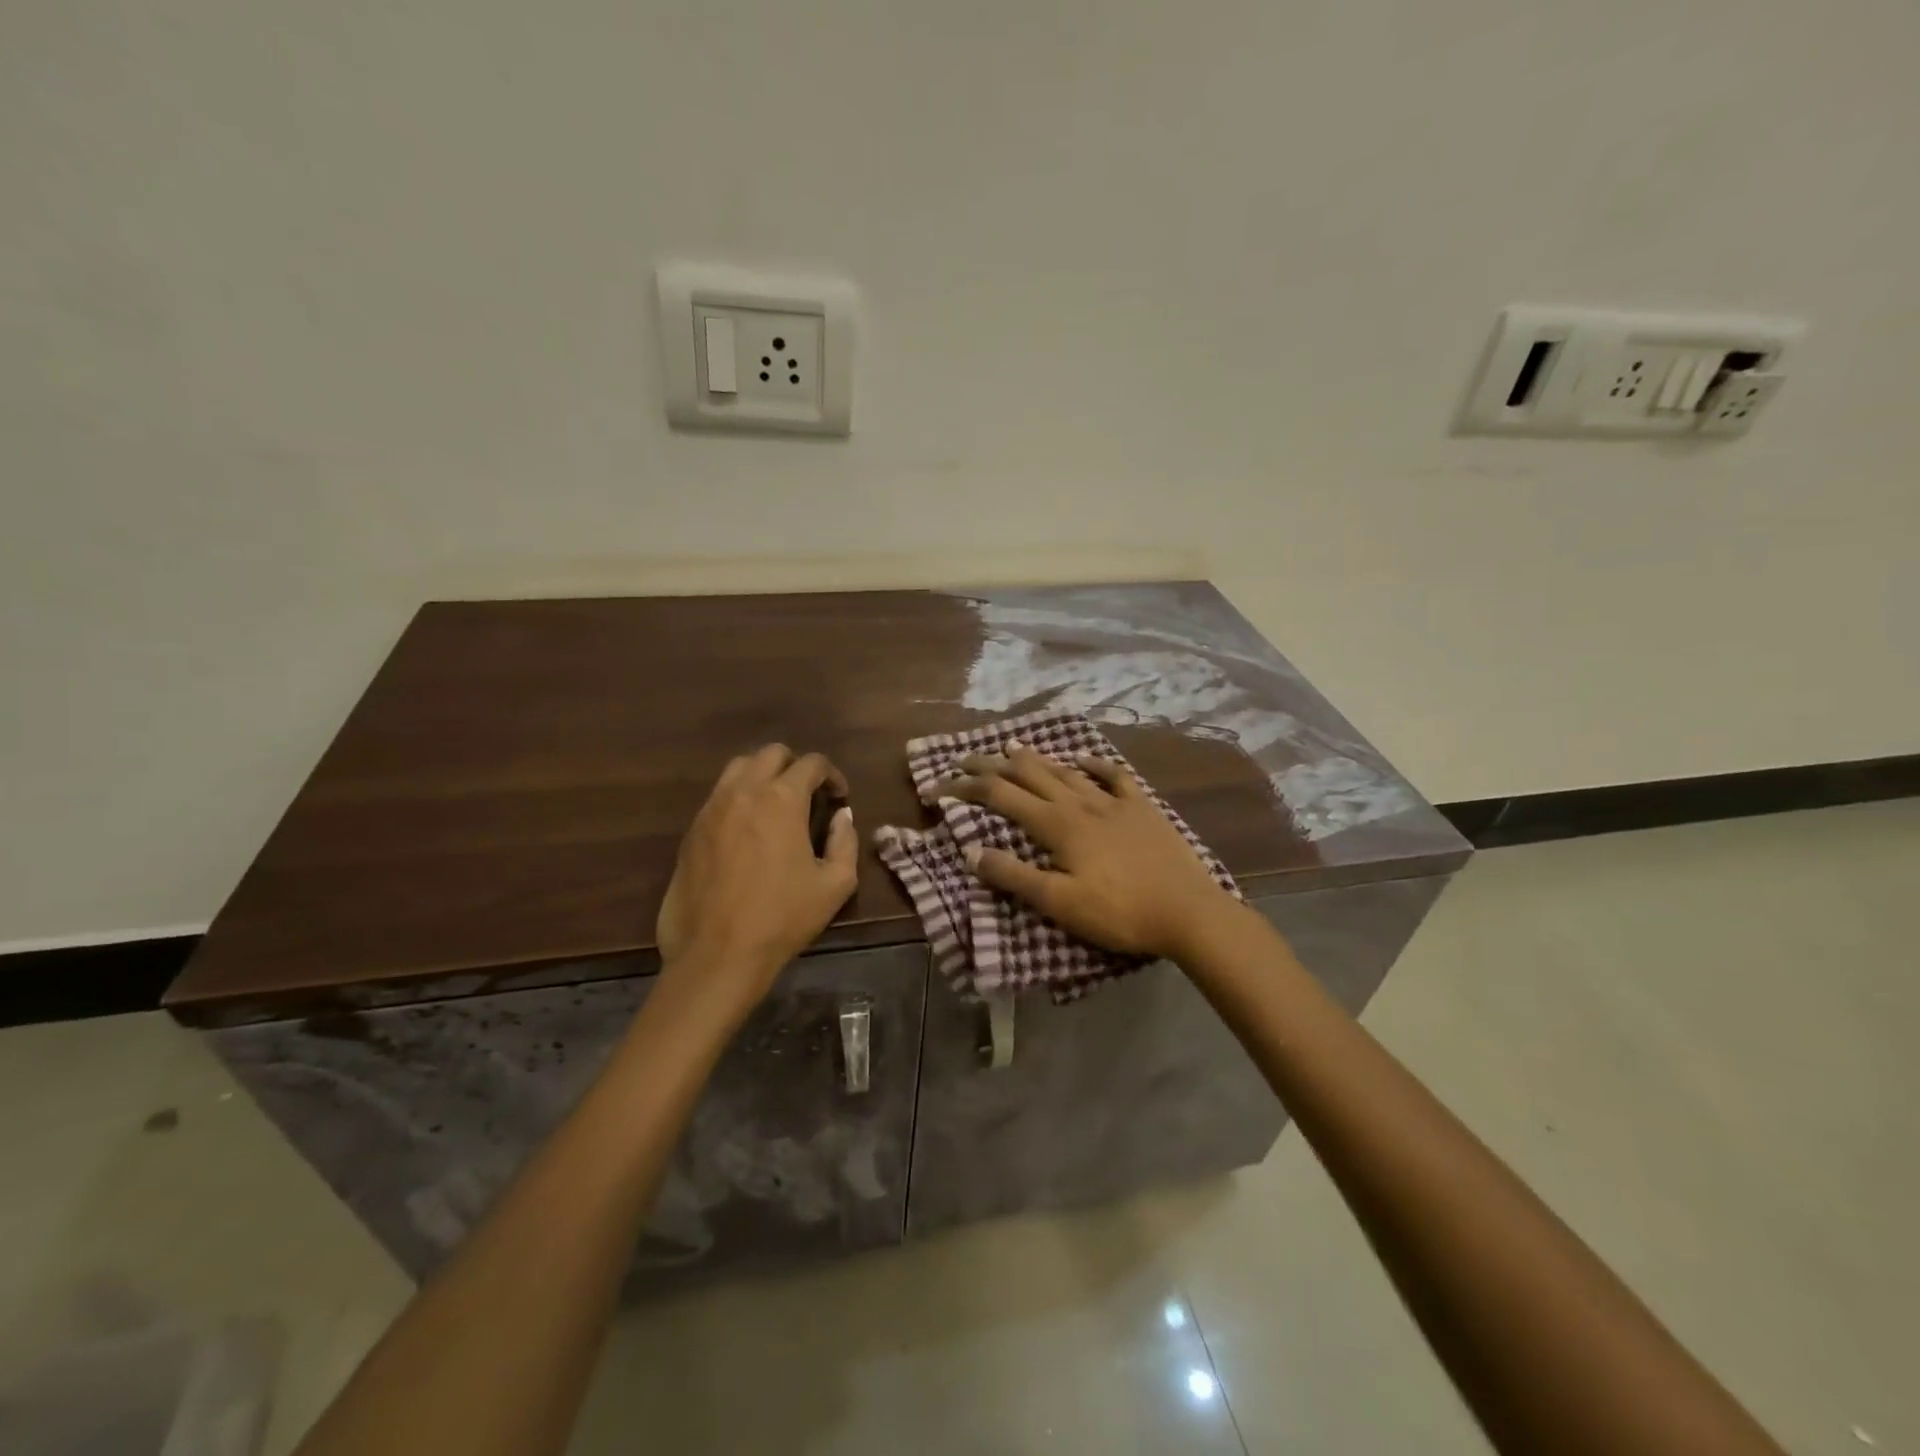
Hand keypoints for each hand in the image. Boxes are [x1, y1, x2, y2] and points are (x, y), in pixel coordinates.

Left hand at [656, 745, 857, 1021]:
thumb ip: (845, 841)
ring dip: (762, 775)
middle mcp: (744, 791)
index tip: (839, 798)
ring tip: (775, 805)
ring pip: (738, 767)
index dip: (832, 775)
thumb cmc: (783, 917)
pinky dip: (738, 798)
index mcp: (782, 799)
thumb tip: (842, 817)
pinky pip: (718, 796)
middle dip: (796, 766)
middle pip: (771, 753)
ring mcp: (712, 809)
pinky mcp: (691, 830)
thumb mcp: (836, 884)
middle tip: (809, 795)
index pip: (812, 763)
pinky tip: (747, 829)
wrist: (718, 954)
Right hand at [935, 745, 1235, 960]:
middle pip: (1030, 774)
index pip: (1002, 796)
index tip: (940, 786)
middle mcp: (1081, 803)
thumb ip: (1015, 877)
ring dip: (1036, 758)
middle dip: (994, 764)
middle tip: (966, 757)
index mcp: (1058, 825)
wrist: (1188, 911)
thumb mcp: (1060, 903)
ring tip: (1013, 746)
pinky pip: (1114, 776)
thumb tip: (971, 852)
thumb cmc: (1120, 912)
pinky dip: (1094, 764)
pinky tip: (1083, 758)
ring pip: (1066, 771)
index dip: (968, 788)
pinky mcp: (1142, 808)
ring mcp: (1114, 802)